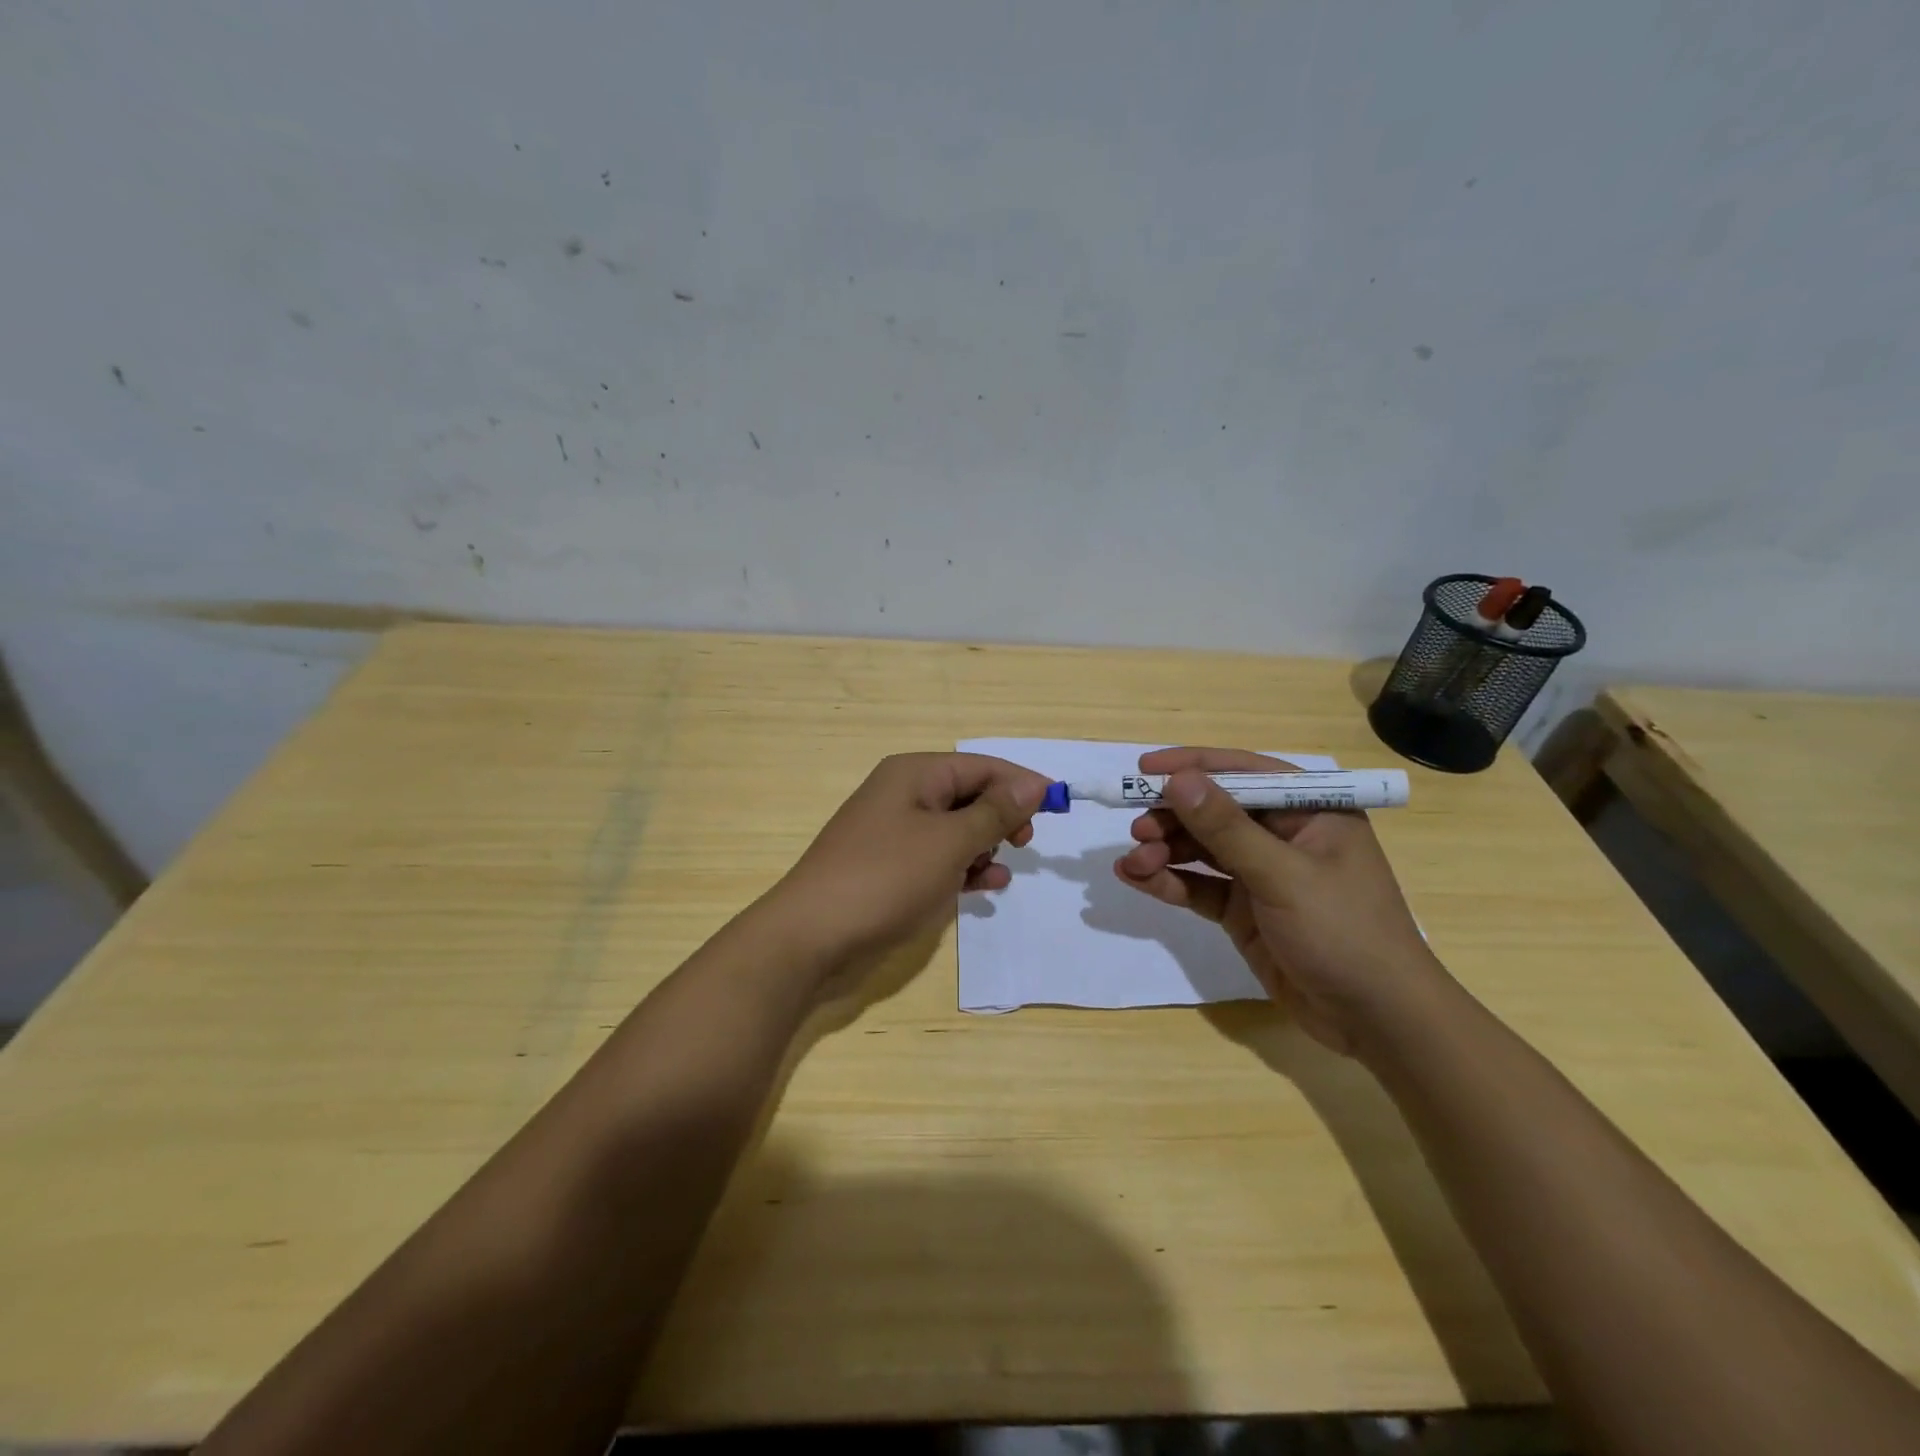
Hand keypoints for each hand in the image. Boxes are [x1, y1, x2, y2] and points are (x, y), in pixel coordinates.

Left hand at [768, 752, 1050, 966]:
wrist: (811, 936)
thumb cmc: (886, 878)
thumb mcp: (950, 841)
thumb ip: (995, 811)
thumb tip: (1034, 782)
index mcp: (915, 774)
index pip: (981, 766)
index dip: (1020, 783)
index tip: (1056, 807)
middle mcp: (903, 795)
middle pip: (969, 794)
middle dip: (1001, 817)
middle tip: (1023, 843)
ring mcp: (894, 833)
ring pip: (956, 829)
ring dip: (984, 847)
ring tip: (998, 872)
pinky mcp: (890, 868)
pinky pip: (938, 858)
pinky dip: (963, 868)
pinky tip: (985, 887)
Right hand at [1114, 747, 1442, 1056]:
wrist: (1376, 1020)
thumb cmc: (1344, 932)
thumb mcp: (1283, 876)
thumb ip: (1227, 828)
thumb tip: (1178, 780)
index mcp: (1310, 811)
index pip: (1244, 773)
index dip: (1193, 766)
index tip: (1144, 767)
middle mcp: (1283, 835)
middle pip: (1215, 811)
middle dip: (1173, 816)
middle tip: (1137, 829)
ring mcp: (1261, 875)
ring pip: (1201, 849)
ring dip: (1164, 850)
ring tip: (1133, 861)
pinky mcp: (1243, 911)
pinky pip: (1198, 886)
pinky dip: (1168, 881)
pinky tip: (1135, 878)